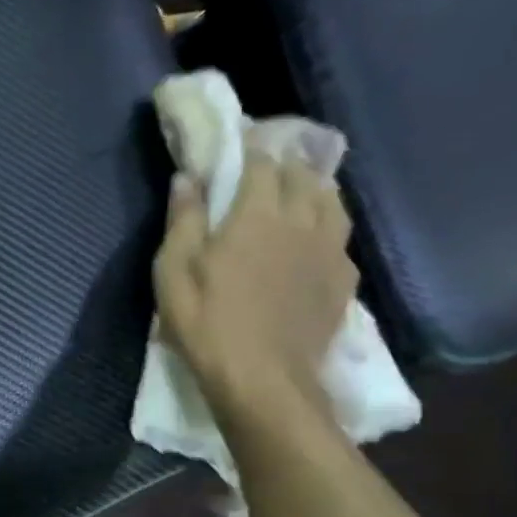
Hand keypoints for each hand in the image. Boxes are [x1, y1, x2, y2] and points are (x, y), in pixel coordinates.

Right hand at [152, 154, 355, 429]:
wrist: (264, 379)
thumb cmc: (208, 324)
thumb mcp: (173, 273)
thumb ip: (183, 221)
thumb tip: (187, 177)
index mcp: (257, 214)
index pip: (261, 162)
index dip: (251, 144)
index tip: (240, 136)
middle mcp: (302, 220)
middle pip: (302, 175)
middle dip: (284, 161)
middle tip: (266, 161)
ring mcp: (329, 250)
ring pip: (331, 201)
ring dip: (314, 187)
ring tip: (299, 189)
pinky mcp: (343, 280)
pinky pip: (340, 237)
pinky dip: (326, 225)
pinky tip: (315, 238)